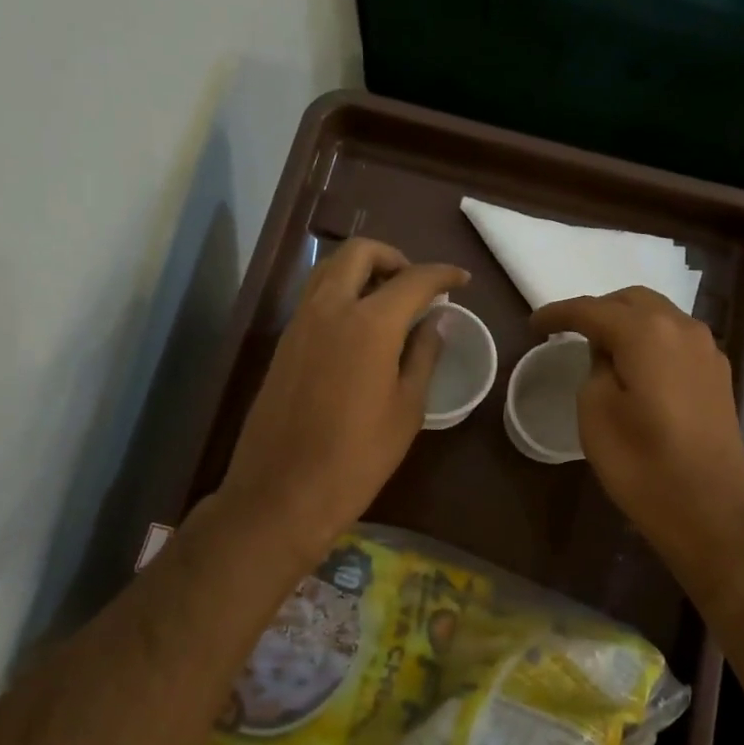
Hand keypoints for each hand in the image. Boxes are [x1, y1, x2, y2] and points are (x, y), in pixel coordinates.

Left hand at [220, 238, 466, 560]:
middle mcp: (330, 309)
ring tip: (389, 302)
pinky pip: (314, 297)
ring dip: (362, 270)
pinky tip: (360, 328)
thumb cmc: (358, 457)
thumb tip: (435, 322)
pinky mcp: (283, 343)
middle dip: (394, 257)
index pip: (414, 278)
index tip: (461, 280)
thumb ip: (423, 355)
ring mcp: (299, 323)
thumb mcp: (406, 409)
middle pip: (359, 252)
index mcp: (369, 323)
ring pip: (329, 269)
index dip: (442, 274)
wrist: (283, 492)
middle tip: (417, 286)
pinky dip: (341, 293)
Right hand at [533, 287, 743, 575]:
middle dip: (598, 310)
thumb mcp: (596, 414)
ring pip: (660, 317)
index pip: (593, 309)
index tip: (533, 325)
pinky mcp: (718, 375)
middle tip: (568, 332)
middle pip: (633, 301)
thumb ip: (596, 370)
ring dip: (627, 323)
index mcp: (648, 333)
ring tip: (600, 347)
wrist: (710, 511)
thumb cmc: (642, 466)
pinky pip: (676, 340)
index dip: (559, 314)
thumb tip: (608, 356)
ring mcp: (707, 351)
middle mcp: (683, 328)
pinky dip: (650, 341)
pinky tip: (637, 366)